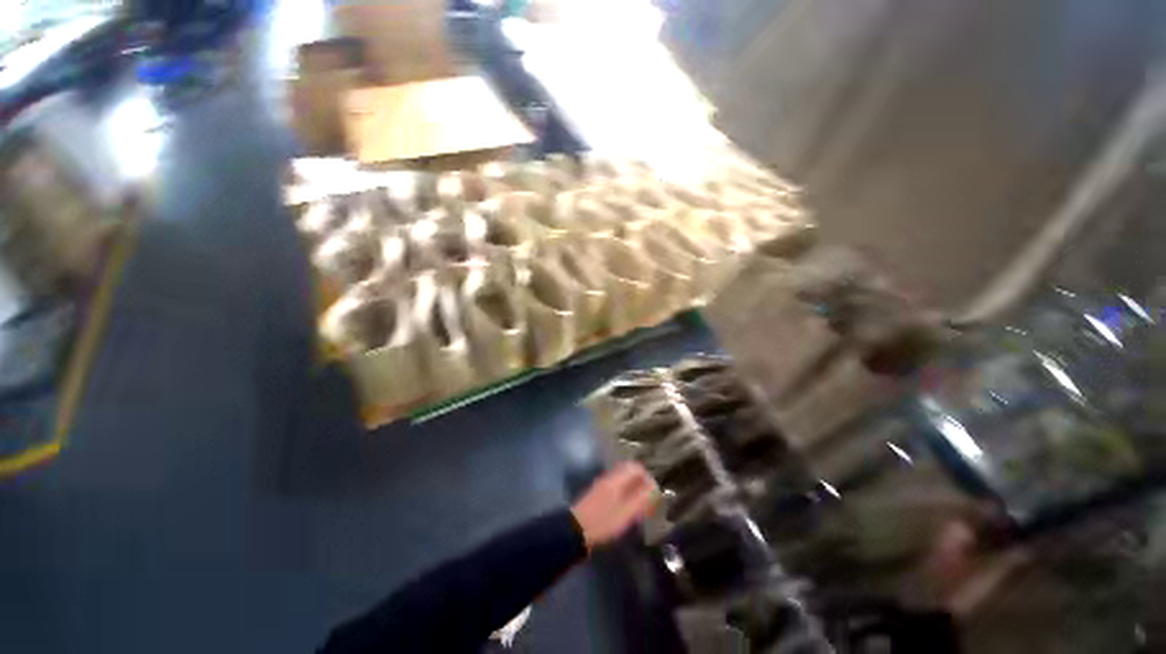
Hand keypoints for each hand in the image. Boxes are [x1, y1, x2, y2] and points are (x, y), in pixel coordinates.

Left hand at [571, 462, 657, 550]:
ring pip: (623, 479)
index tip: (655, 493)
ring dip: (634, 488)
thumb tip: (655, 488)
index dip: (648, 477)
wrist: (575, 530)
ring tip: (641, 506)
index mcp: (617, 479)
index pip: (636, 467)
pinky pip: (617, 486)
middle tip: (649, 500)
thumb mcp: (626, 513)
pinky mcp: (598, 494)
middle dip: (642, 483)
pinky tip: (627, 509)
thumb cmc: (603, 522)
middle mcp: (610, 477)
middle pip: (629, 471)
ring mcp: (602, 484)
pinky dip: (625, 493)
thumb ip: (641, 499)